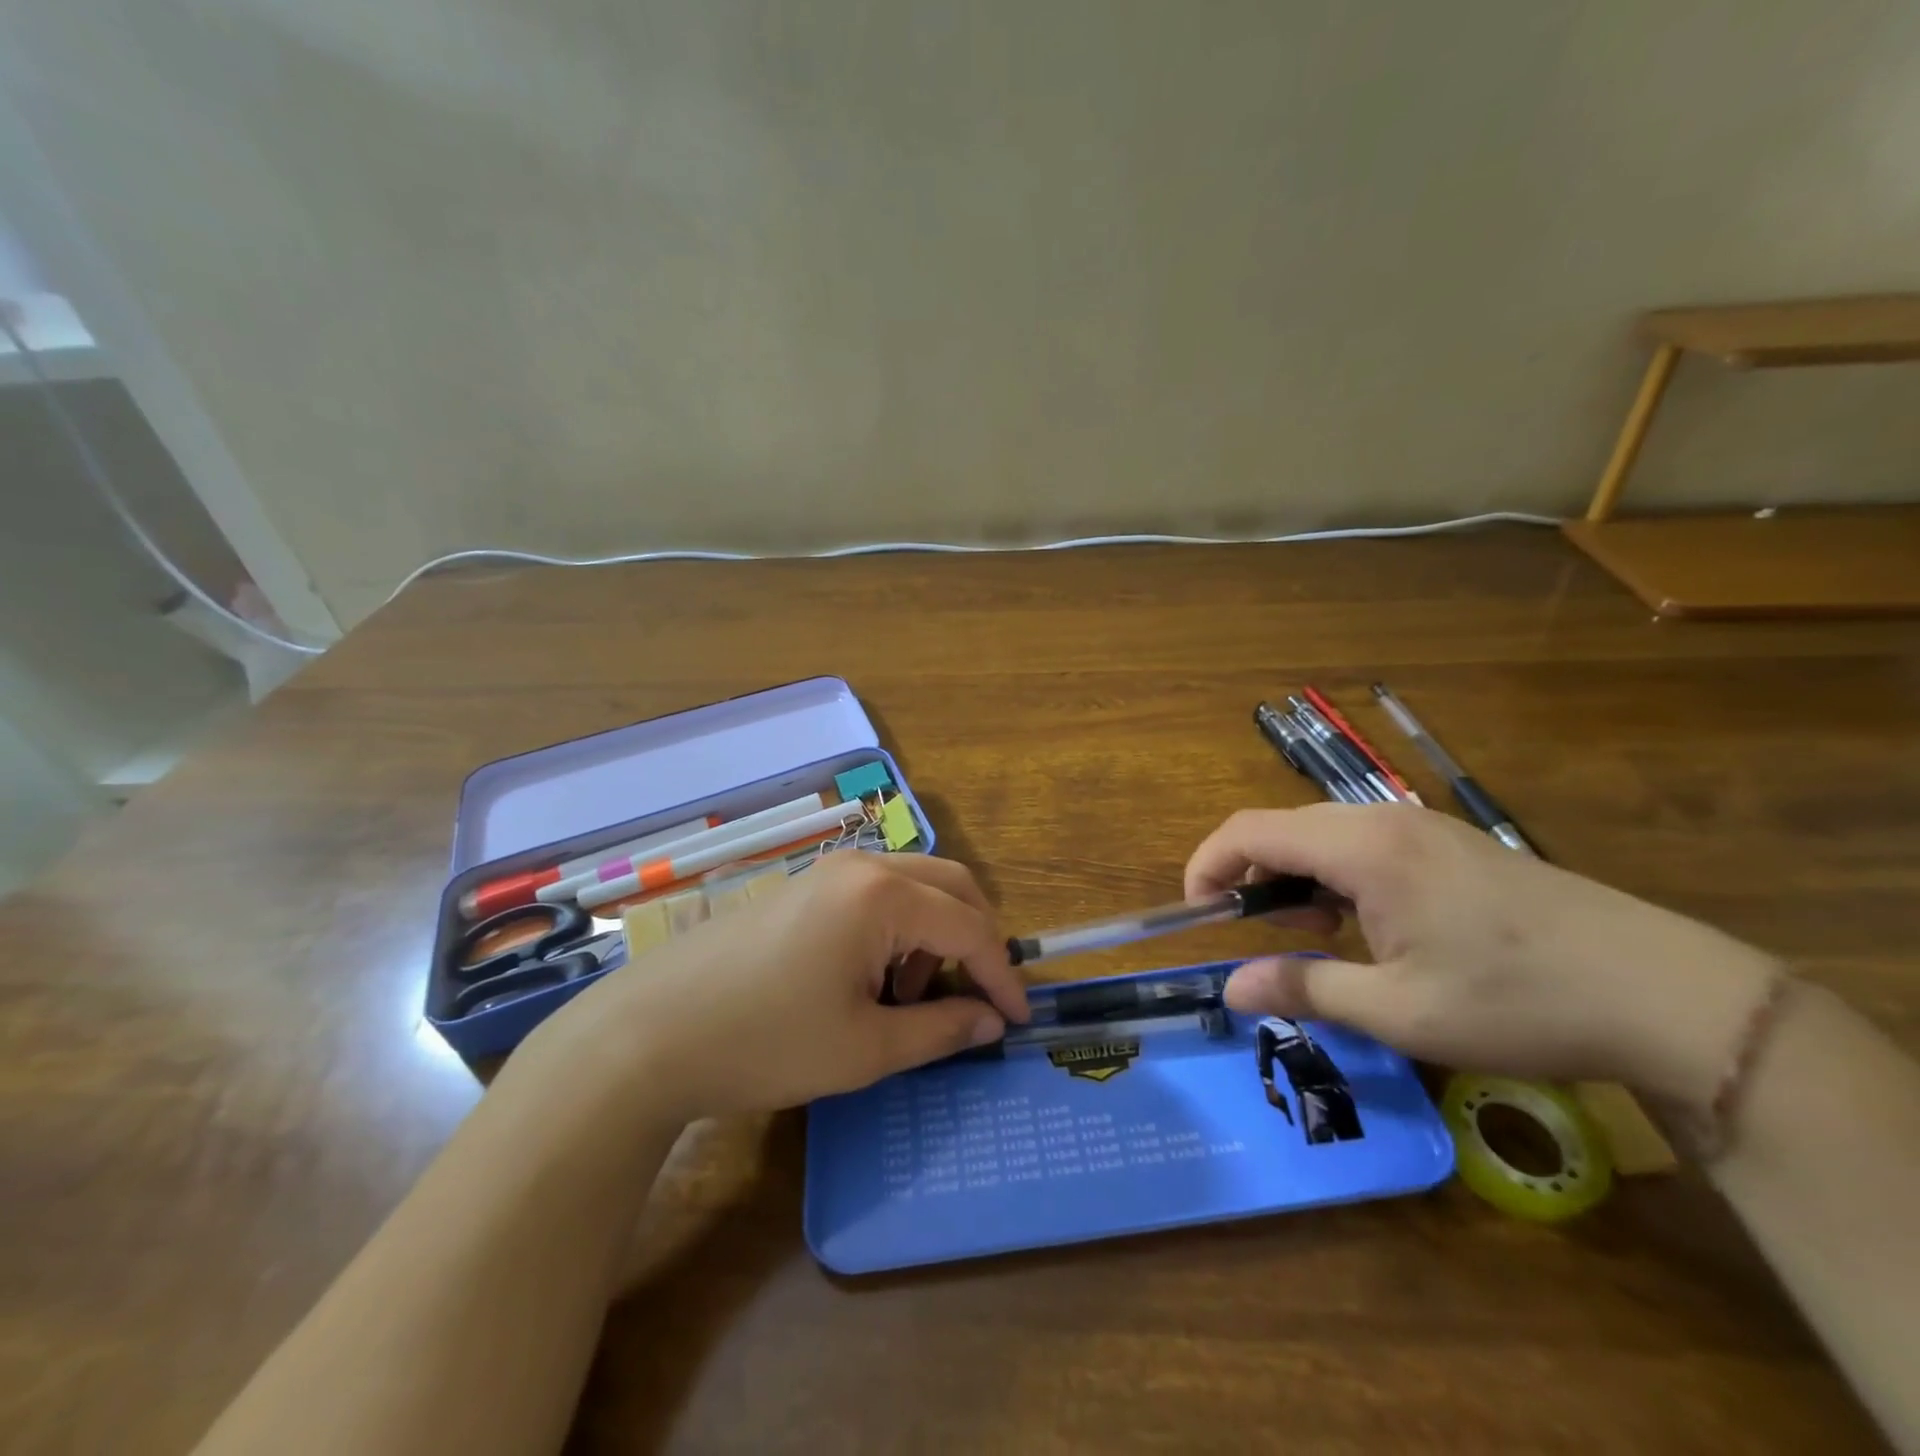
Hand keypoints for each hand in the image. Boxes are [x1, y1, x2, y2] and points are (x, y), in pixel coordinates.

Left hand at [529, 853, 1029, 1122]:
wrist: (648, 1034)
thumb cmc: (765, 1042)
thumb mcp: (864, 1049)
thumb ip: (940, 1030)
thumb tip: (989, 1023)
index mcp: (884, 895)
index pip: (971, 928)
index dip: (1002, 975)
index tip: (1018, 1020)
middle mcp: (862, 866)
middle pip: (952, 886)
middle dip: (975, 941)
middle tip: (976, 999)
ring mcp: (828, 870)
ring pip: (914, 887)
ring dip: (934, 935)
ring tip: (909, 1000)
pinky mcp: (803, 886)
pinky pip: (876, 894)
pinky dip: (897, 930)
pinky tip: (869, 980)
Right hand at [1185, 805, 1778, 1109]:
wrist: (1666, 995)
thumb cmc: (1516, 1002)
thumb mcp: (1398, 1011)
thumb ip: (1303, 990)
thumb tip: (1229, 990)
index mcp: (1362, 848)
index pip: (1249, 830)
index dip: (1207, 866)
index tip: (1197, 915)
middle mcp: (1383, 819)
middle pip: (1281, 827)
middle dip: (1249, 875)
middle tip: (1259, 937)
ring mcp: (1421, 827)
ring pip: (1321, 834)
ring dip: (1295, 877)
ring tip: (1314, 938)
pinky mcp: (1449, 843)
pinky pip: (1362, 843)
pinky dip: (1336, 877)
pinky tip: (1366, 926)